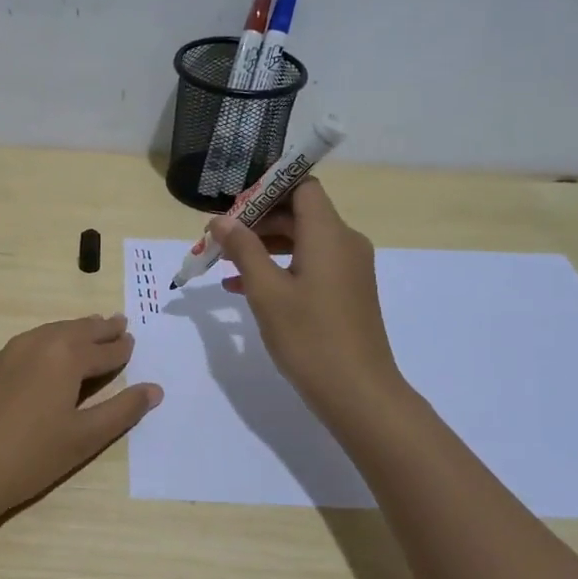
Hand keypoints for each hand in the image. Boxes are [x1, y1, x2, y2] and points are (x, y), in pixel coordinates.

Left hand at [0, 314, 162, 530]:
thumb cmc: (30, 456)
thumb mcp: (84, 438)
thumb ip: (122, 410)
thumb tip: (154, 389)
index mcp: (66, 356)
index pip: (104, 349)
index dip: (122, 348)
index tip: (133, 342)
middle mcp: (39, 343)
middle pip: (77, 331)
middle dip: (100, 329)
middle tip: (119, 324)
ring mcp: (9, 352)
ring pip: (51, 332)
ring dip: (74, 330)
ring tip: (88, 330)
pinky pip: (30, 342)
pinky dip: (49, 340)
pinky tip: (48, 353)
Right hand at [212, 179, 407, 427]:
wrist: (358, 392)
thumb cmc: (309, 336)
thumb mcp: (266, 291)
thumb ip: (243, 249)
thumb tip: (222, 220)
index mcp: (329, 234)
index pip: (302, 186)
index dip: (267, 188)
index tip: (234, 206)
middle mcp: (345, 242)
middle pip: (299, 213)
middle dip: (257, 221)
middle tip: (219, 238)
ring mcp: (349, 268)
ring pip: (302, 241)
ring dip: (264, 246)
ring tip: (224, 263)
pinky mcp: (347, 291)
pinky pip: (310, 264)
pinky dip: (280, 267)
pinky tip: (242, 287)